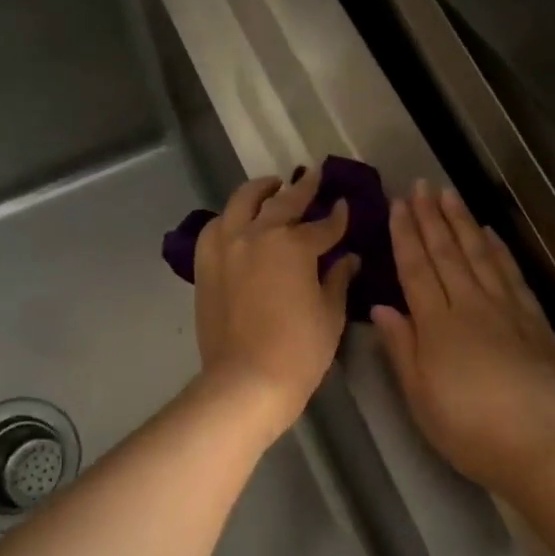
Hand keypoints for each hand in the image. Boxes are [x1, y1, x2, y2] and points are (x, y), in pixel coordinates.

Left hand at [193, 169, 359, 432]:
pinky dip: (229, 218)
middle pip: (283, 203)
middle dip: (302, 188)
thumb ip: (338, 279)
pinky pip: (214, 228)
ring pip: (241, 203)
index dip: (338, 217)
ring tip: (271, 187)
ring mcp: (227, 247)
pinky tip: (236, 221)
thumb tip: (348, 259)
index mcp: (293, 245)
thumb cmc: (299, 350)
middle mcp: (257, 235)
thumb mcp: (330, 314)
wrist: (246, 380)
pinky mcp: (206, 265)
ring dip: (260, 191)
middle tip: (314, 175)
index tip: (345, 206)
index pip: (323, 225)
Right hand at [372, 182, 554, 497]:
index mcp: (437, 325)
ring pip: (480, 255)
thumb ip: (401, 349)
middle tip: (420, 185)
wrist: (547, 447)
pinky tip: (490, 234)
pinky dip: (499, 249)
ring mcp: (508, 309)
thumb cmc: (472, 431)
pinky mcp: (536, 320)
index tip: (397, 204)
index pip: (416, 269)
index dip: (405, 235)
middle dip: (431, 217)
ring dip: (462, 222)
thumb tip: (381, 307)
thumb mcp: (421, 400)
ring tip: (449, 195)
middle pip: (447, 253)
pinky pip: (512, 274)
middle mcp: (471, 306)